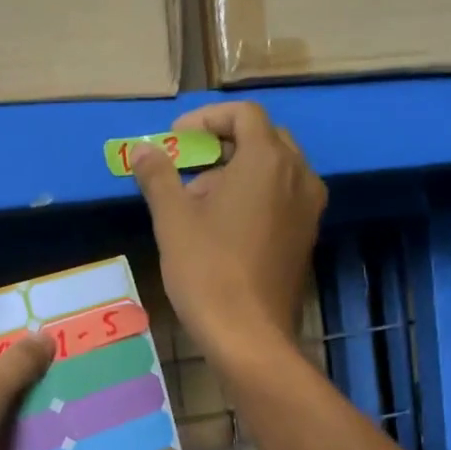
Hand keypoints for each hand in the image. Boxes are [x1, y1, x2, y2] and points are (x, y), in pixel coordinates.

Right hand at [132, 101, 326, 364]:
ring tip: (199, 203)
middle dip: (222, 145)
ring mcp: (308, 208)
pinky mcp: (306, 236)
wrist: (249, 335)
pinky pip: (282, 198)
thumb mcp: (173, 220)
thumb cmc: (207, 271)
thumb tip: (142, 150)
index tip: (176, 139)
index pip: (244, 114)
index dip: (206, 118)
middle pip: (263, 138)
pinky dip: (255, 197)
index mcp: (267, 161)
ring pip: (274, 170)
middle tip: (187, 167)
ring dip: (237, 172)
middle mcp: (298, 175)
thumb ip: (158, 176)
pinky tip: (224, 227)